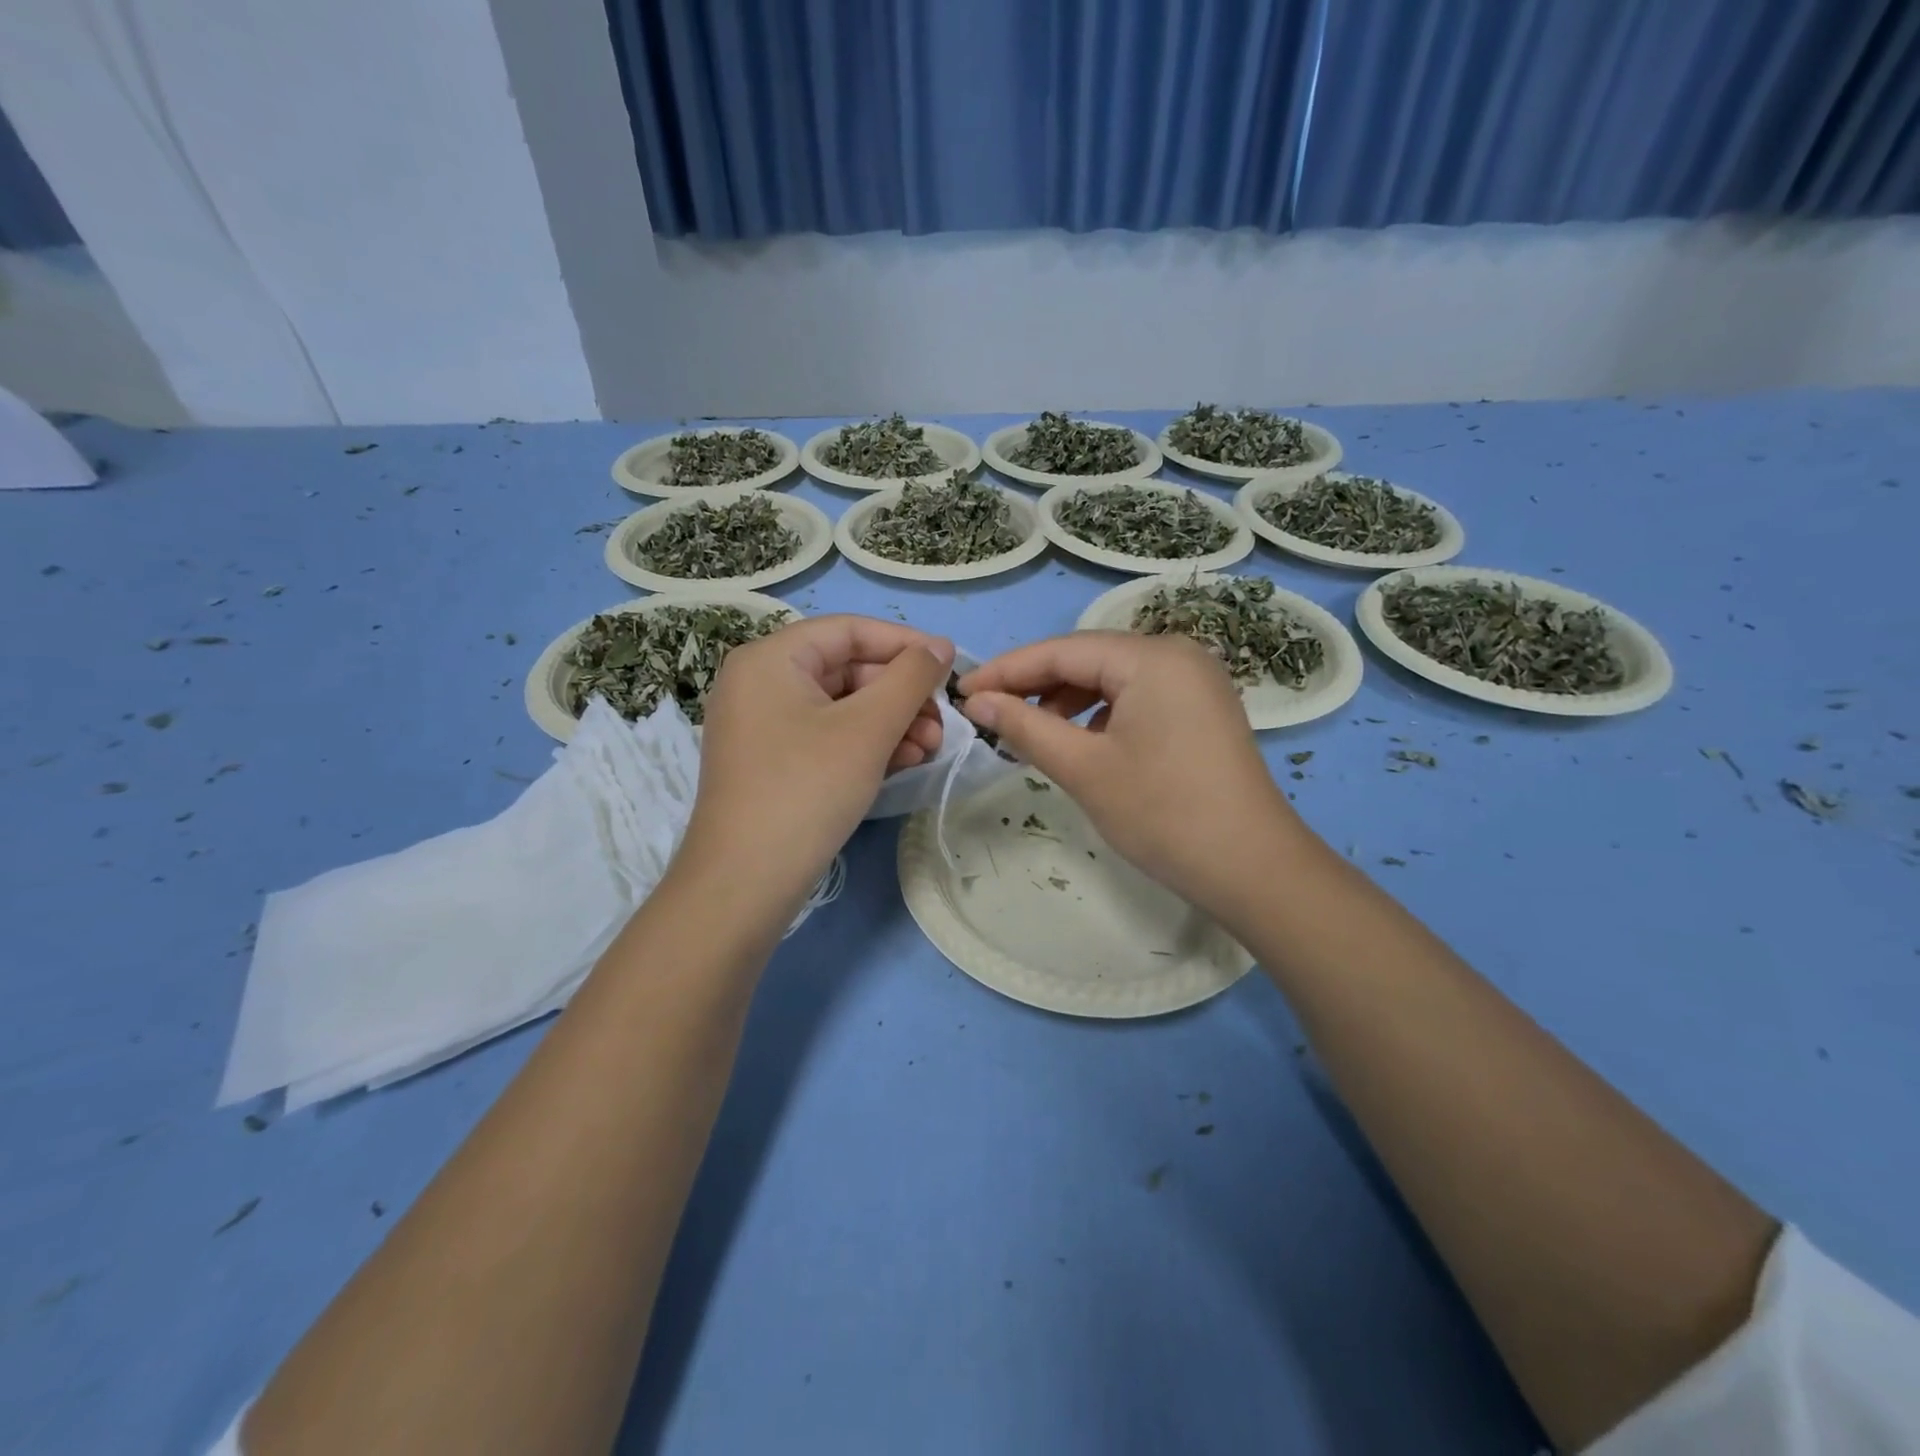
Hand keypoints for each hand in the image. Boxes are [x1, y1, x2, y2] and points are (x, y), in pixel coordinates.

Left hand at [681, 615, 953, 916]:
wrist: (745, 882)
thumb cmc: (807, 788)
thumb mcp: (868, 728)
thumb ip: (910, 678)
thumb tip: (940, 646)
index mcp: (770, 658)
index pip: (849, 631)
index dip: (905, 644)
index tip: (950, 667)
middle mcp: (760, 682)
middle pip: (847, 669)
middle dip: (901, 695)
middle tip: (943, 723)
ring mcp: (762, 725)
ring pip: (842, 707)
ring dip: (892, 722)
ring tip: (930, 748)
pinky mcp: (772, 762)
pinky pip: (827, 736)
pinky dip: (867, 744)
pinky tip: (904, 761)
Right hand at [958, 633, 1302, 918]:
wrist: (1252, 868)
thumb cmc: (1162, 813)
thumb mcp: (1084, 768)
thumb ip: (1025, 726)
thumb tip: (977, 701)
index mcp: (1151, 657)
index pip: (1062, 651)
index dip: (1007, 671)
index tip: (962, 692)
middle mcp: (1176, 654)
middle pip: (1088, 660)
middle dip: (1035, 686)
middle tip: (988, 715)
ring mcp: (1194, 681)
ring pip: (1111, 680)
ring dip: (1065, 702)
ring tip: (1028, 734)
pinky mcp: (1200, 709)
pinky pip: (1136, 698)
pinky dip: (1099, 715)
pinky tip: (1078, 742)